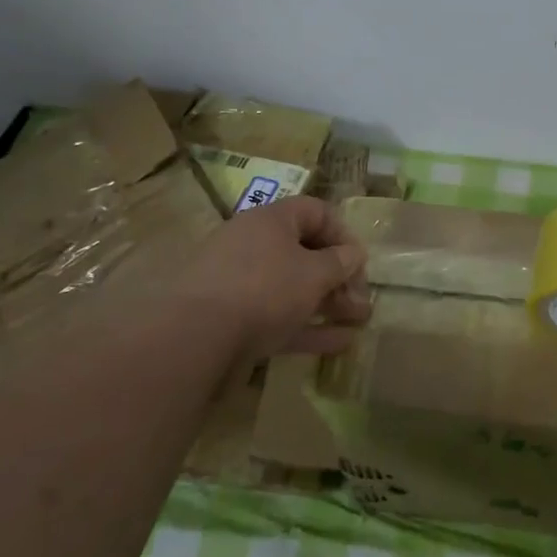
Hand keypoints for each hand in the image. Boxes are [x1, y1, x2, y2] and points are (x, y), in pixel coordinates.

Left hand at [180, 195, 370, 357]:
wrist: (194, 338)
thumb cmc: (264, 289)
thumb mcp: (314, 274)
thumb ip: (340, 263)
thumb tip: (353, 254)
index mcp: (271, 221)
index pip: (316, 212)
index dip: (343, 234)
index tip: (359, 262)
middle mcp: (253, 244)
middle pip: (305, 253)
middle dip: (339, 278)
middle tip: (362, 302)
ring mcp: (239, 283)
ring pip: (293, 288)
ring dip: (328, 304)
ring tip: (359, 324)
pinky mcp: (231, 319)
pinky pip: (277, 316)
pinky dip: (307, 327)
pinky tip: (338, 343)